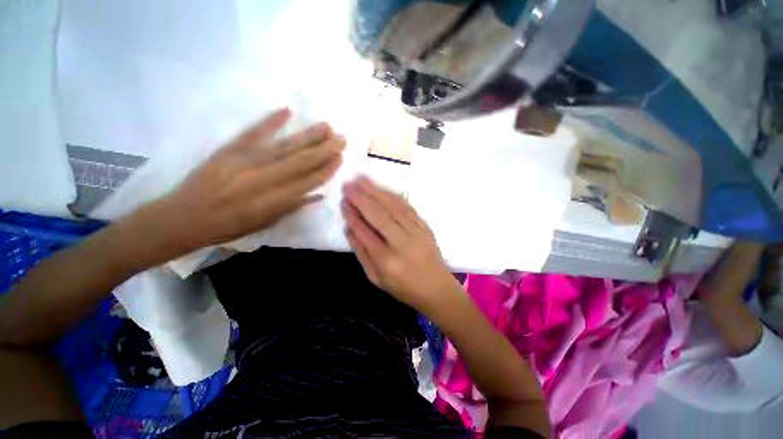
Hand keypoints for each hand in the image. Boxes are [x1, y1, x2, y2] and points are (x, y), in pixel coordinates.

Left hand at [143, 108, 345, 258]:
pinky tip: (287, 110)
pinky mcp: (228, 150)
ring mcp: (246, 162)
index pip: (308, 182)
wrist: (183, 218)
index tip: (340, 158)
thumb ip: (293, 207)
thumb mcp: (266, 223)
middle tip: (342, 139)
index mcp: (274, 201)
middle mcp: (264, 180)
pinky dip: (270, 121)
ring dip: (308, 135)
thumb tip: (318, 194)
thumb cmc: (229, 227)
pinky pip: (253, 132)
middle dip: (325, 150)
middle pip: (301, 162)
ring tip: (327, 126)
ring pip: (284, 146)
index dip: (326, 169)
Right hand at [341, 177, 458, 313]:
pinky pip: (408, 208)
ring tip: (362, 180)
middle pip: (379, 216)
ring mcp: (416, 233)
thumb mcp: (376, 278)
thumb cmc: (403, 287)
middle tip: (348, 185)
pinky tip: (383, 189)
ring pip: (393, 208)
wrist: (436, 288)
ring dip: (377, 192)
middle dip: (362, 199)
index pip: (365, 233)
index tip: (343, 202)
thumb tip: (349, 229)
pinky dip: (394, 196)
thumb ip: (362, 254)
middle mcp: (402, 244)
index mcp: (387, 261)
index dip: (353, 216)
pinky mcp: (425, 227)